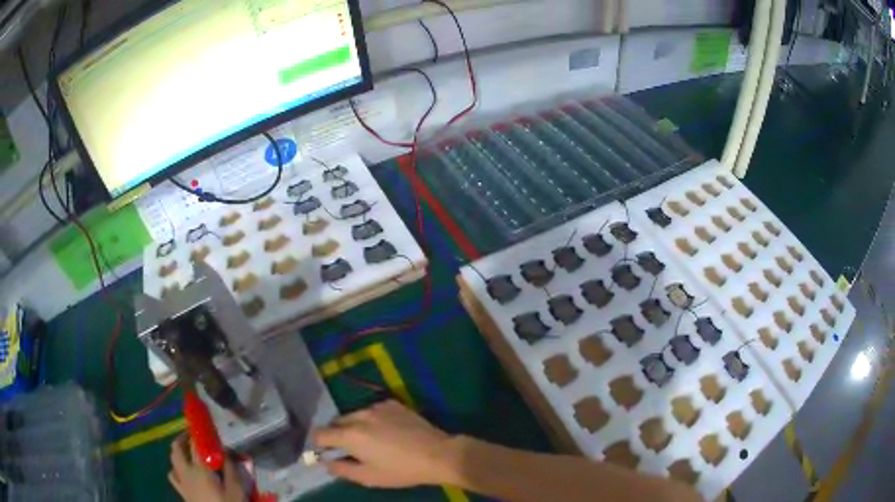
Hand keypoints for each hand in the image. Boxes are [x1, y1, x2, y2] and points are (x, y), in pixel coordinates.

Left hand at [169, 434, 245, 501]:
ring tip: (188, 454)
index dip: (197, 432)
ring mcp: (181, 483)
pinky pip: (173, 476)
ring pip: (172, 461)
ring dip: (178, 453)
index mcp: (199, 469)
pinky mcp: (182, 493)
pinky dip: (177, 469)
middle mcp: (185, 472)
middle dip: (182, 438)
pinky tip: (185, 474)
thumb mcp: (237, 489)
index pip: (194, 443)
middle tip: (193, 436)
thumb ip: (230, 468)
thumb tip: (226, 451)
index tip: (203, 425)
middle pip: (176, 448)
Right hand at [314, 400, 458, 488]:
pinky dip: (372, 420)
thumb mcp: (368, 477)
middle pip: (336, 422)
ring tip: (372, 442)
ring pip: (354, 415)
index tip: (327, 453)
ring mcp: (377, 406)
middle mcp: (359, 415)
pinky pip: (372, 410)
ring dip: (355, 426)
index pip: (320, 434)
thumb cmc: (401, 470)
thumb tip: (326, 462)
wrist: (437, 454)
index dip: (319, 444)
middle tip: (351, 451)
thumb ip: (341, 469)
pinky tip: (388, 432)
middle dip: (337, 435)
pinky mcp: (392, 403)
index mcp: (350, 435)